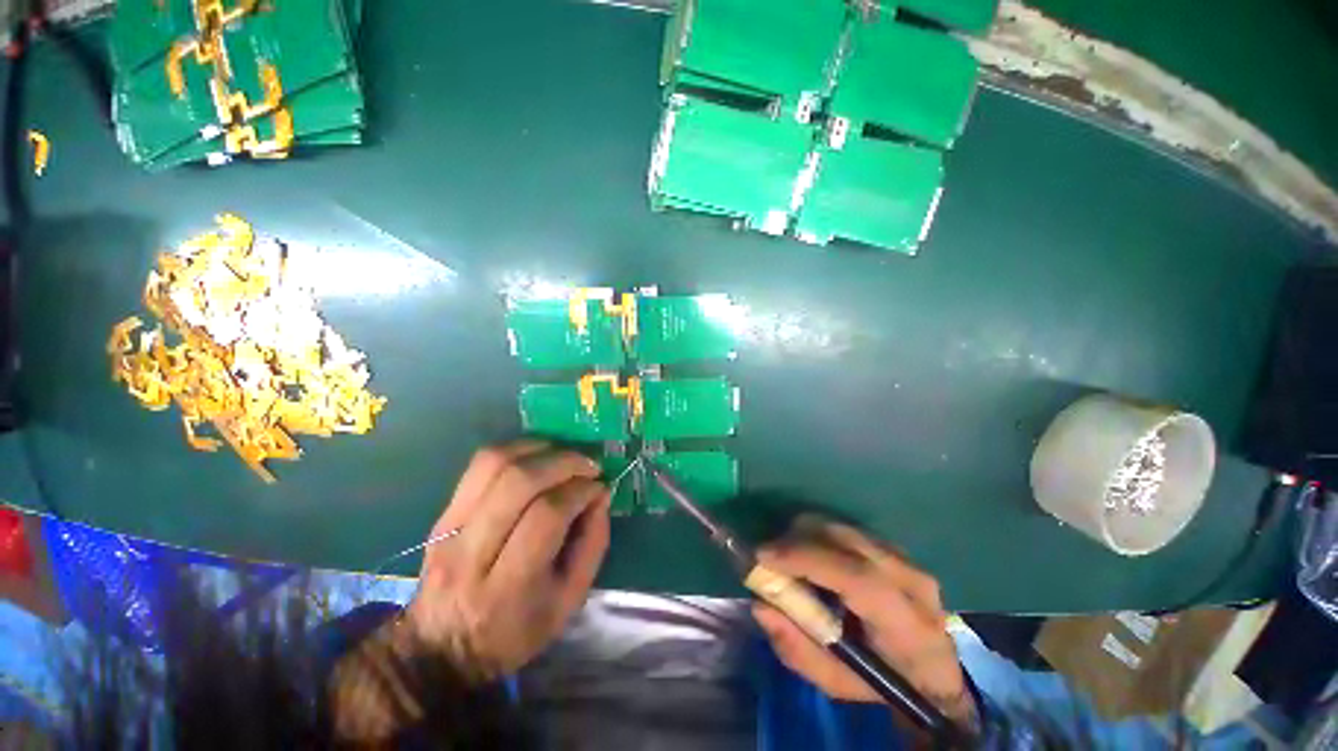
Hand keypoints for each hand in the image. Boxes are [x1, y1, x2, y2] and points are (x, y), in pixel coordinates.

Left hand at [403, 440, 610, 678]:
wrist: (441, 649)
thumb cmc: (516, 629)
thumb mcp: (569, 601)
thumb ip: (593, 544)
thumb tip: (600, 494)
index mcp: (510, 585)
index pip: (547, 516)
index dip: (579, 491)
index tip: (599, 486)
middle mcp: (473, 552)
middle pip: (518, 482)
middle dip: (563, 462)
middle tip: (588, 465)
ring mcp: (450, 529)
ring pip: (494, 465)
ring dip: (539, 449)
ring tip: (564, 456)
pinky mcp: (442, 515)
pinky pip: (479, 465)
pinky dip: (515, 450)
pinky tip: (537, 455)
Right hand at [753, 516, 976, 727]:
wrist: (933, 670)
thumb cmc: (884, 683)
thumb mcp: (837, 683)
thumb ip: (797, 648)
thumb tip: (760, 605)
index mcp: (908, 627)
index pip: (858, 578)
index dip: (806, 559)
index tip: (763, 556)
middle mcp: (912, 581)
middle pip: (845, 539)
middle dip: (797, 540)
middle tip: (768, 556)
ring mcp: (906, 558)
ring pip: (842, 527)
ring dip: (805, 534)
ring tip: (787, 558)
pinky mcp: (894, 546)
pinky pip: (846, 528)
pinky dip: (818, 534)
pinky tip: (810, 556)